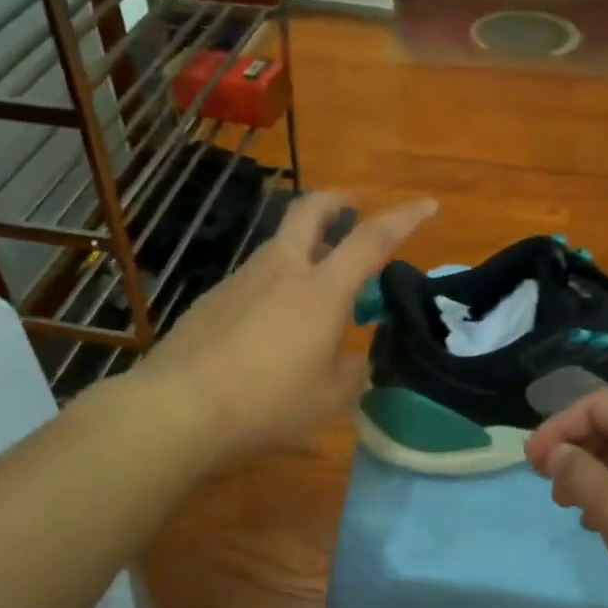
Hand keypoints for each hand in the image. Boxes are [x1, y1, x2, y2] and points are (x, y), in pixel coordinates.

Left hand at [133, 191, 435, 465]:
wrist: (179, 407)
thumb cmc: (267, 403)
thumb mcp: (329, 399)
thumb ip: (352, 371)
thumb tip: (358, 358)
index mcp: (322, 290)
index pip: (372, 240)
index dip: (404, 219)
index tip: (428, 205)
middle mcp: (282, 270)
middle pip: (310, 211)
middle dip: (337, 200)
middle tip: (352, 207)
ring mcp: (242, 279)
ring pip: (279, 243)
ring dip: (304, 245)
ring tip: (316, 282)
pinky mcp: (213, 297)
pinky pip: (255, 276)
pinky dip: (275, 281)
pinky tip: (270, 322)